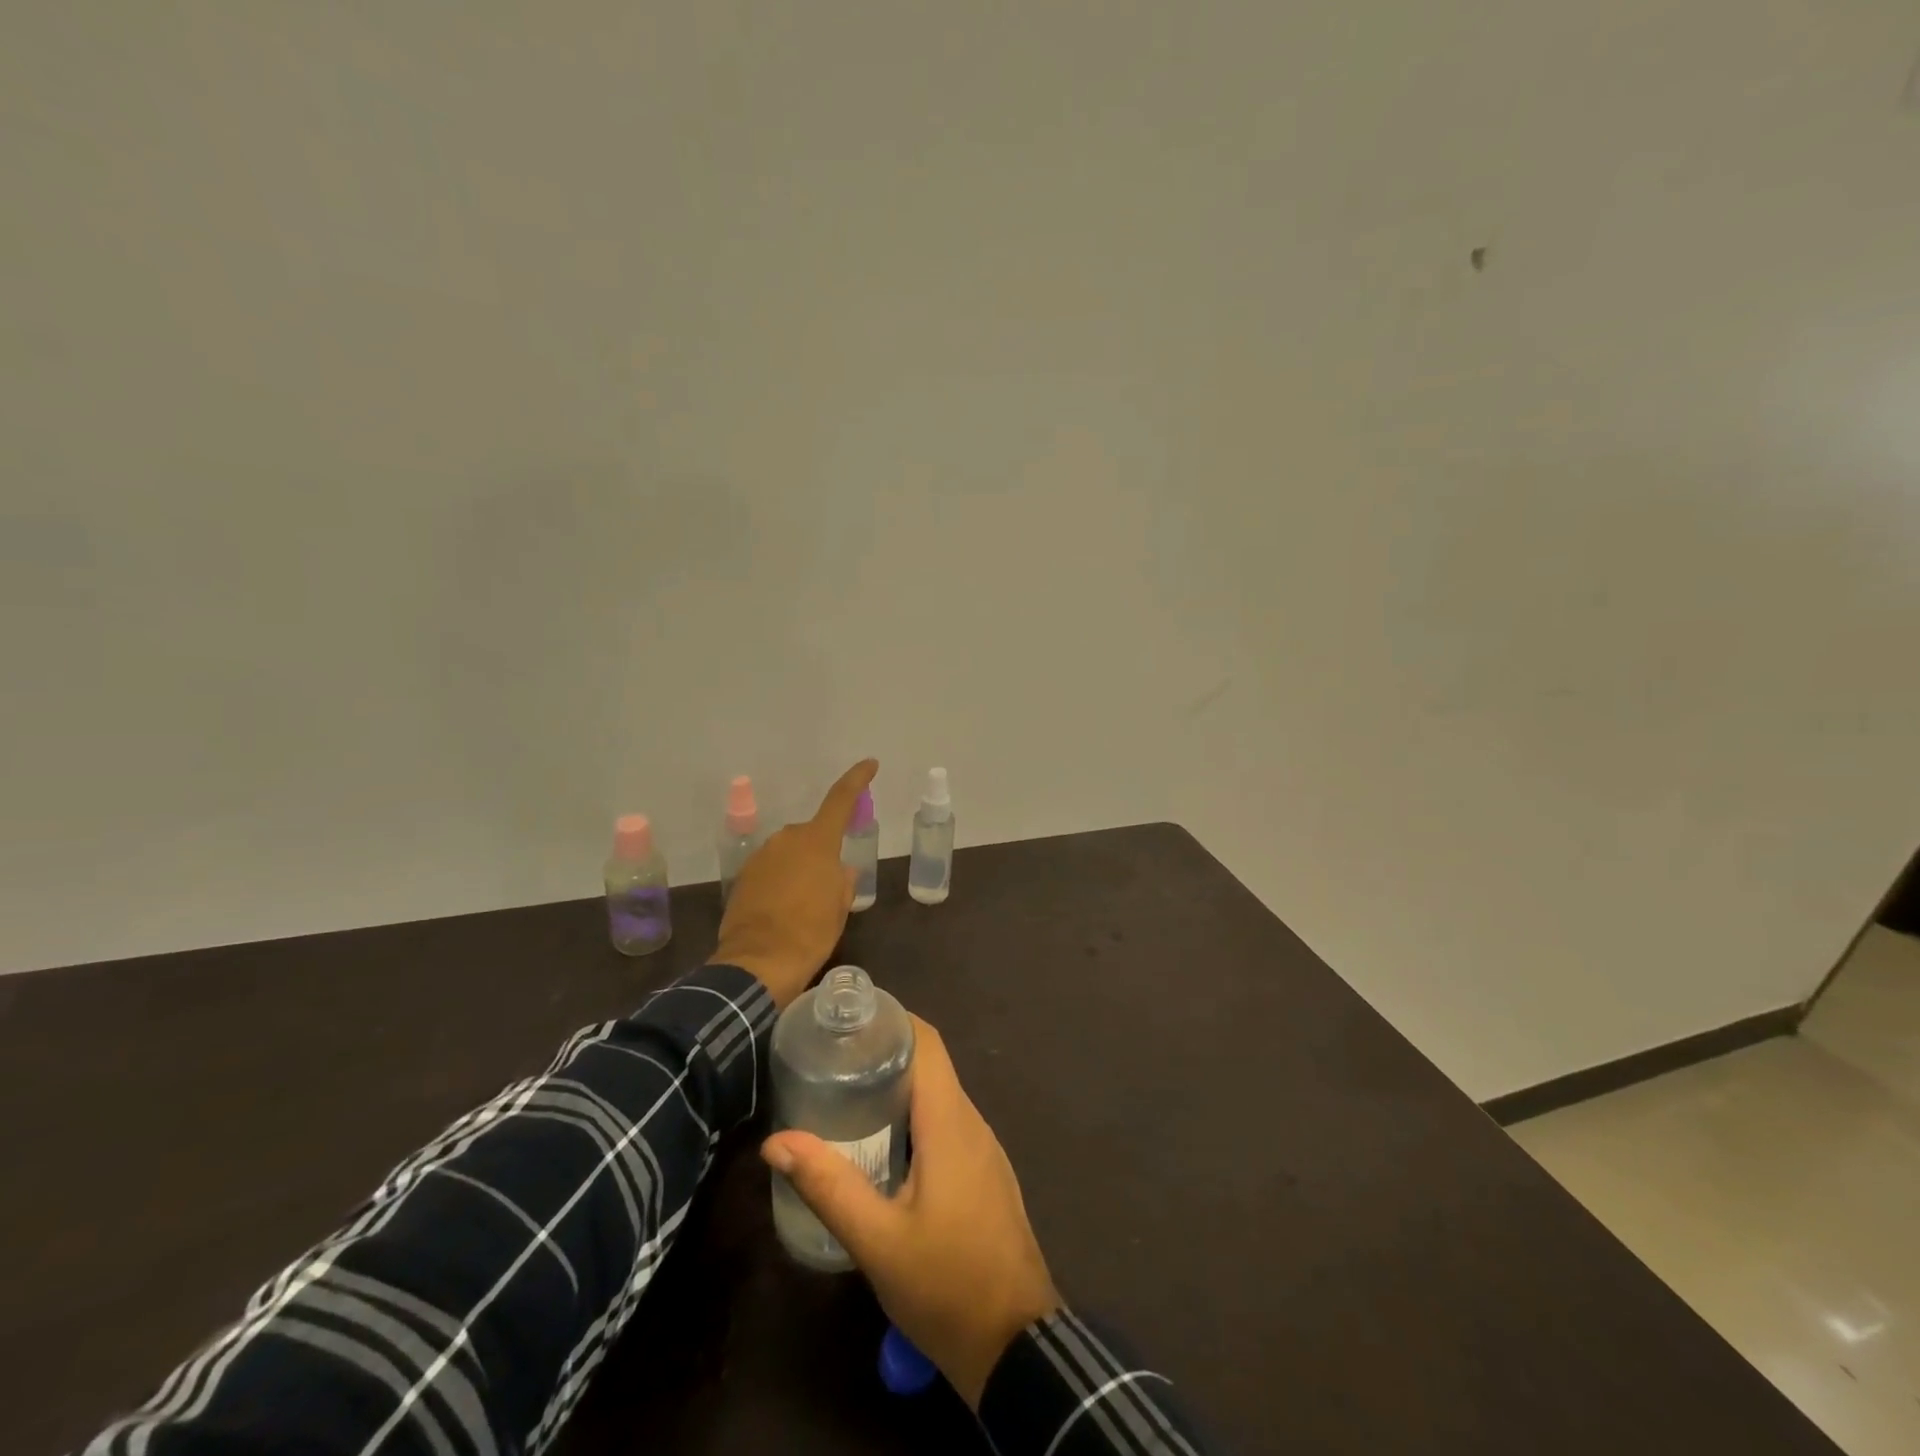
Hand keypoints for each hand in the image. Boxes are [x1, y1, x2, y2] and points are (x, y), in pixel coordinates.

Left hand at [711, 759, 875, 1008]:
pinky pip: (771, 869)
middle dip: (823, 851)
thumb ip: (843, 881)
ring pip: (790, 852)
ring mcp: (761, 856)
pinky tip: (785, 909)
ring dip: (800, 867)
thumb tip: (840, 871)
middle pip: (813, 834)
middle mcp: (787, 839)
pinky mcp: (744, 877)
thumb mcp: (839, 907)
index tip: (870, 764)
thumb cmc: (810, 932)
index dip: (857, 779)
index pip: (841, 799)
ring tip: (806, 903)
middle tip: (831, 883)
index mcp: (817, 841)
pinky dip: (781, 881)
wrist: (758, 963)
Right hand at [761, 1016, 1058, 1407]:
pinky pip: (947, 1123)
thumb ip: (829, 1186)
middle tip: (831, 1058)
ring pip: (938, 1095)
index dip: (892, 1019)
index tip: (849, 1019)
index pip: (927, 1042)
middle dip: (884, 1052)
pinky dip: (913, 1115)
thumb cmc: (946, 1284)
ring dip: (898, 1086)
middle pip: (930, 1064)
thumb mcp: (877, 1241)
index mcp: (950, 1121)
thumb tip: (776, 1141)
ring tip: (845, 1093)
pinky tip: (881, 1142)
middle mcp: (972, 1121)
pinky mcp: (984, 1171)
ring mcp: (983, 1147)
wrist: (1014, 1343)